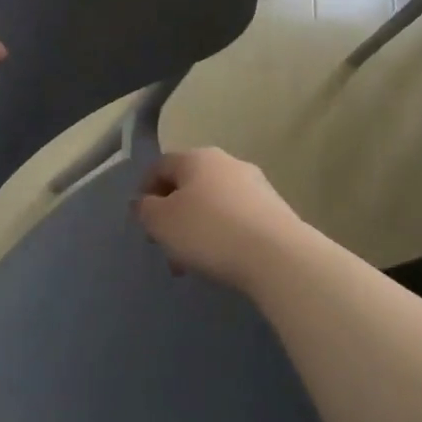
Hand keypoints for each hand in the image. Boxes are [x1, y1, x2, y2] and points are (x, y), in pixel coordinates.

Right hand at [135, 148, 310, 294]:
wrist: (278, 256)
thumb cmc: (209, 232)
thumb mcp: (162, 223)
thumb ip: (145, 210)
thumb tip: (144, 202)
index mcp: (197, 158)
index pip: (161, 166)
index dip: (146, 191)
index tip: (143, 222)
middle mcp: (227, 162)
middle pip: (189, 186)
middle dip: (174, 216)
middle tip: (167, 247)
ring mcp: (255, 184)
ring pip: (214, 203)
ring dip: (198, 228)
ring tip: (194, 263)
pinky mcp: (275, 209)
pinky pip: (238, 218)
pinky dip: (224, 235)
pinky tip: (223, 260)